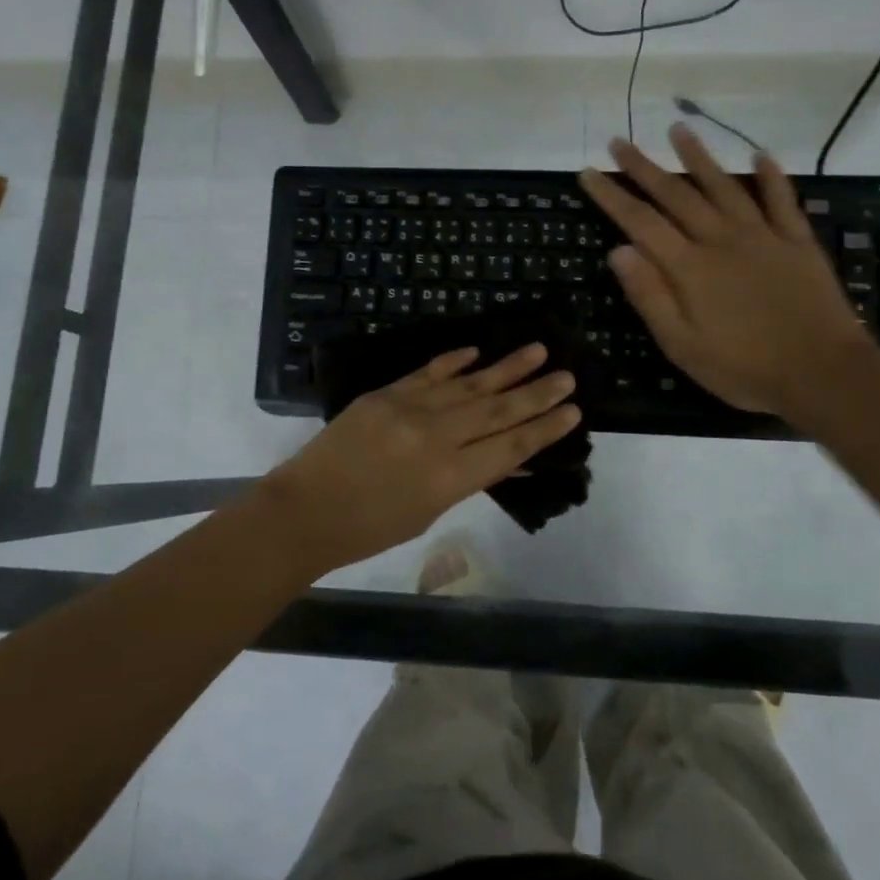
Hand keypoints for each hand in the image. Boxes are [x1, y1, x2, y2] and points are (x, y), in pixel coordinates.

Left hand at [261, 343, 579, 574]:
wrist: (305, 510)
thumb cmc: (369, 529)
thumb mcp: (428, 512)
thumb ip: (467, 479)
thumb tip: (508, 458)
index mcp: (449, 478)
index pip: (510, 447)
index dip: (544, 428)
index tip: (573, 410)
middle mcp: (436, 438)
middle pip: (497, 410)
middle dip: (536, 392)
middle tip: (567, 375)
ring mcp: (409, 409)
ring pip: (468, 384)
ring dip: (505, 367)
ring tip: (537, 350)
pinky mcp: (385, 393)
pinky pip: (427, 372)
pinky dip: (454, 361)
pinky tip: (477, 351)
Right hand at [579, 123, 873, 421]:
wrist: (824, 375)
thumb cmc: (744, 369)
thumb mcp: (682, 346)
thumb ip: (649, 296)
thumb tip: (618, 250)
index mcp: (689, 267)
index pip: (640, 222)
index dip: (611, 196)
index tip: (587, 172)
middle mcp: (721, 240)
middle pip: (676, 195)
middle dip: (644, 167)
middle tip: (619, 141)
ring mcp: (763, 237)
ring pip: (724, 187)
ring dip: (699, 157)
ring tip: (678, 129)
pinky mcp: (797, 243)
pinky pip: (782, 201)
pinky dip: (771, 177)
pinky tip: (761, 155)